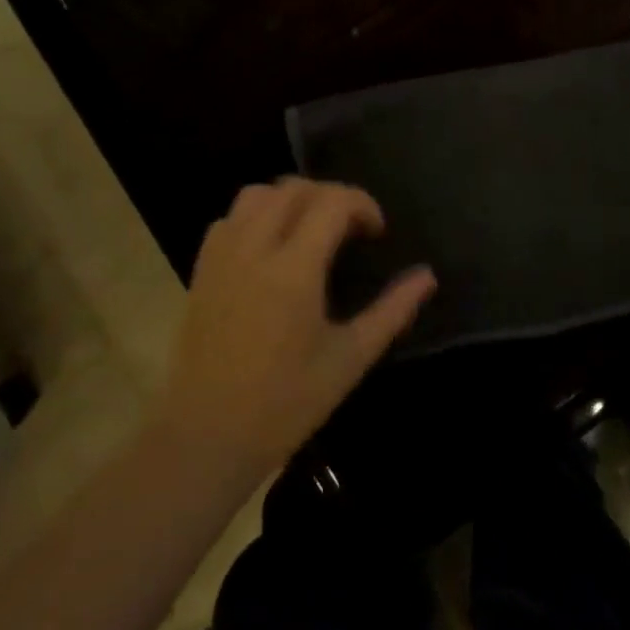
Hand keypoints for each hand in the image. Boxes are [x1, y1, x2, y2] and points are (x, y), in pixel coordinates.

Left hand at [149, 178, 436, 483]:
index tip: (376, 232)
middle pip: (295, 188)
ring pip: (257, 195)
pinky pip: (229, 219)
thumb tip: (427, 276)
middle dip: (330, 196)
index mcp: (294, 269)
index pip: (332, 201)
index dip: (362, 204)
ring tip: (310, 230)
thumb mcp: (349, 359)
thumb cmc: (284, 404)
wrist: (203, 441)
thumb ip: (392, 311)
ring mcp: (222, 258)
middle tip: (350, 228)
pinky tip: (270, 249)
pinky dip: (255, 217)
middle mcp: (255, 249)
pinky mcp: (201, 272)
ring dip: (290, 199)